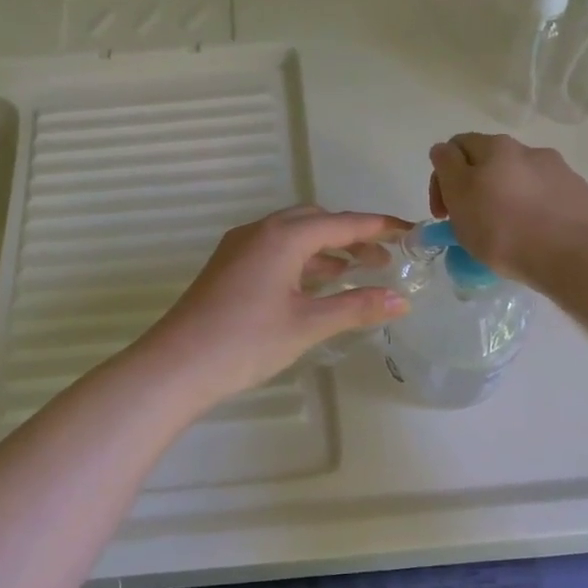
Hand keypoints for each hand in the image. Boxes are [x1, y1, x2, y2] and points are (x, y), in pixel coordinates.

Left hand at [139, 207, 412, 407]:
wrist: (177, 365)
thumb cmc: (247, 341)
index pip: (342, 223)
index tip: (410, 231)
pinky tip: (317, 286)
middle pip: (316, 222)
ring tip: (358, 274)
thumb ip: (356, 307)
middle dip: (352, 236)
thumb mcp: (308, 324)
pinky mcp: (229, 267)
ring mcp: (240, 248)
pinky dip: (303, 262)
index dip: (379, 226)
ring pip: (293, 237)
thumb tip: (401, 300)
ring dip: (327, 250)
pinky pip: (276, 252)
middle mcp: (260, 232)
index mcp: (282, 236)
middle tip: (383, 260)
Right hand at [428, 133, 587, 284]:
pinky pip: (543, 198)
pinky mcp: (578, 195)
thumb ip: (447, 168)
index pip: (456, 147)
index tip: (443, 212)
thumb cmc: (505, 228)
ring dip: (503, 198)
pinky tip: (532, 236)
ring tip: (504, 232)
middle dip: (473, 187)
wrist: (576, 255)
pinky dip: (530, 211)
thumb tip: (444, 152)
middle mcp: (528, 150)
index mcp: (495, 146)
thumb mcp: (459, 196)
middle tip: (469, 221)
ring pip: (517, 180)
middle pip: (489, 162)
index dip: (441, 177)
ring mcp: (557, 171)